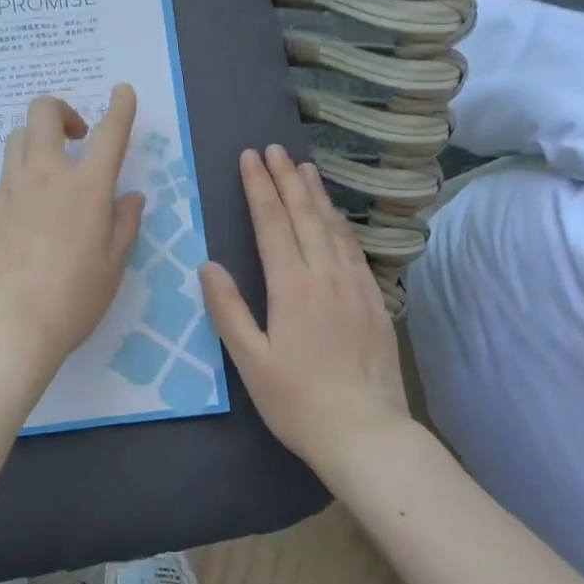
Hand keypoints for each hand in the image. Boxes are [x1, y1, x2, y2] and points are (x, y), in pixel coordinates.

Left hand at [0, 85, 143, 382]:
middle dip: (63, 109)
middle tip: (78, 136)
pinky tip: (30, 214)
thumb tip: (130, 197)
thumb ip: (124, 224)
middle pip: (43, 114)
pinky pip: (6, 177)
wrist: (6, 325)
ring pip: (17, 139)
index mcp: (86, 189)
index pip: (109, 134)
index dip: (120, 107)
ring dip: (37, 139)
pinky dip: (22, 177)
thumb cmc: (71, 300)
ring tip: (52, 170)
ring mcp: (10, 190)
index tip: (122, 91)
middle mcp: (45, 176)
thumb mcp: (112, 266)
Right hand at [200, 145, 410, 470]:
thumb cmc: (298, 402)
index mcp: (292, 288)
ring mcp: (356, 287)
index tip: (250, 158)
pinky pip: (354, 250)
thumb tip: (208, 265)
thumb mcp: (251, 361)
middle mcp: (326, 277)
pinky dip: (340, 224)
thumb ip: (228, 310)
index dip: (260, 188)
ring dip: (316, 194)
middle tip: (274, 149)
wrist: (368, 435)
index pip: (273, 224)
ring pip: (333, 228)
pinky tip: (335, 217)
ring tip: (305, 167)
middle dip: (287, 179)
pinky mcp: (375, 302)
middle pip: (305, 216)